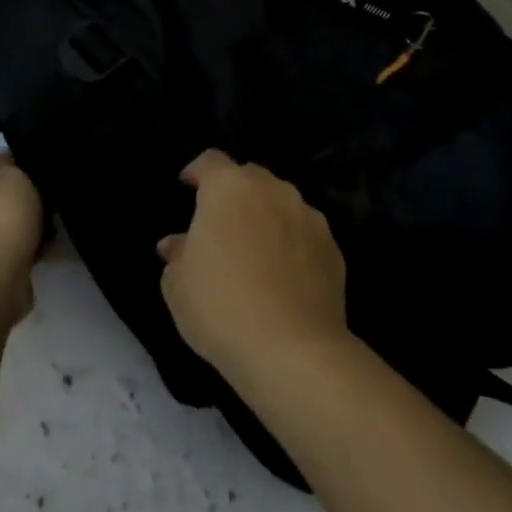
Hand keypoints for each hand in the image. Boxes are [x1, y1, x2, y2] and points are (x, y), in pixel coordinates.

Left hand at [0, 153, 44, 316]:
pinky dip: (37, 247)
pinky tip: (56, 247)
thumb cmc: (0, 218)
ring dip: (36, 224)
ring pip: (14, 223)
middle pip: (4, 194)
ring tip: (61, 223)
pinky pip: (21, 248)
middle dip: (31, 195)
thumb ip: (19, 168)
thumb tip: (22, 174)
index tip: (46, 166)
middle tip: (57, 196)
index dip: (20, 160)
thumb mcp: (14, 176)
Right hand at [157, 150, 350, 384]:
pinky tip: (281, 275)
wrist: (291, 349)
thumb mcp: (178, 283)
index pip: (210, 161)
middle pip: (250, 178)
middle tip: (219, 224)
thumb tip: (178, 243)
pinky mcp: (333, 249)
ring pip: (281, 204)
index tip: (187, 187)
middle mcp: (274, 191)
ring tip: (253, 250)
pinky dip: (290, 244)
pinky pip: (303, 234)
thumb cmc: (220, 307)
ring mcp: (309, 218)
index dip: (196, 172)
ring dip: (264, 217)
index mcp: (229, 188)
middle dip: (233, 193)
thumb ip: (177, 253)